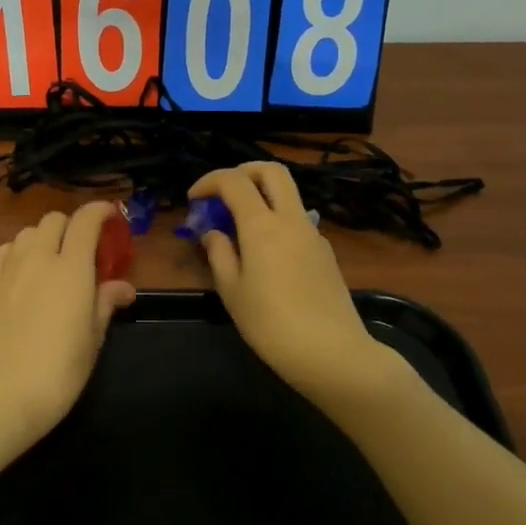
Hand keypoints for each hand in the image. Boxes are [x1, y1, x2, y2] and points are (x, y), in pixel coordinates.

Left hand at [0, 202, 136, 453]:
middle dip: (71, 226)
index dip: (100, 211)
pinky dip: (17, 251)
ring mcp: (8, 269)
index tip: (111, 216)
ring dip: (43, 238)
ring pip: (27, 232)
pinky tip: (21, 272)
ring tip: (51, 262)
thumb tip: (123, 287)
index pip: (85, 221)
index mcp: (71, 269)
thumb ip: (105, 304)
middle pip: (54, 220)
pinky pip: (3, 251)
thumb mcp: (92, 340)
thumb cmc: (57, 373)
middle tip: (82, 251)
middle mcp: (38, 258)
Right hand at [190, 163, 399, 416]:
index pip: (234, 181)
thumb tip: (213, 233)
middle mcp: (291, 219)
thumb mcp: (232, 291)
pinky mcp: (326, 252)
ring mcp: (313, 234)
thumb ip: (219, 254)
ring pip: (288, 194)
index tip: (193, 198)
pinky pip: (297, 221)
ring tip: (240, 226)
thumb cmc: (271, 324)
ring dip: (262, 195)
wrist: (331, 353)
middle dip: (243, 171)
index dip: (209, 181)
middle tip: (223, 192)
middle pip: (272, 171)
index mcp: (262, 225)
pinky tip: (266, 254)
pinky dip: (277, 221)